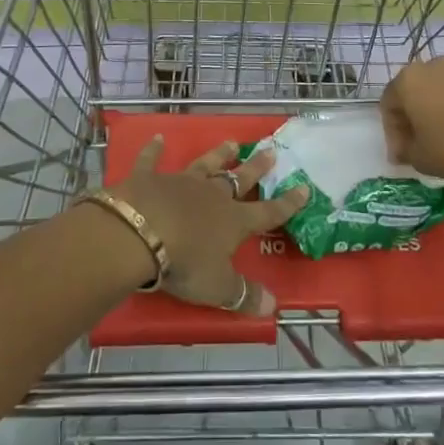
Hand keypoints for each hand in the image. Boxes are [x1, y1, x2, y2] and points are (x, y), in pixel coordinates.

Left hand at [108, 137, 307, 315]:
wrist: (140, 232)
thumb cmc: (185, 262)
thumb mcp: (218, 287)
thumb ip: (244, 295)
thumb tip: (273, 307)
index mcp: (233, 222)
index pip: (267, 213)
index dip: (287, 203)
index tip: (304, 187)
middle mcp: (211, 196)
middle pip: (238, 180)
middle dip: (256, 168)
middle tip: (270, 151)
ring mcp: (180, 183)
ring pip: (204, 165)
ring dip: (218, 154)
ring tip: (231, 142)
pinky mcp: (148, 178)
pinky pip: (152, 160)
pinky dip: (154, 149)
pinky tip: (157, 137)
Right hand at [382, 58, 443, 192]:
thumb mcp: (419, 158)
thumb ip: (404, 151)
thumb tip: (404, 149)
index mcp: (407, 81)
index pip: (388, 105)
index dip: (392, 133)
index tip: (402, 156)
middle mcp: (430, 67)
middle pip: (412, 93)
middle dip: (412, 119)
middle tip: (419, 145)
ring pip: (438, 91)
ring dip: (435, 113)